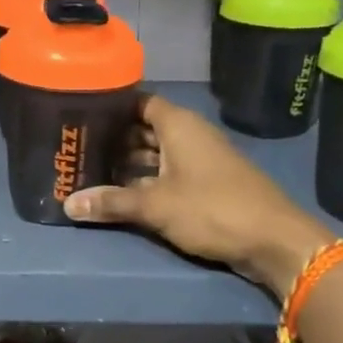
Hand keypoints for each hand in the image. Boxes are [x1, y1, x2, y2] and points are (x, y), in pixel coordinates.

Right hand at [64, 93, 333, 295]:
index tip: (80, 114)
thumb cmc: (212, 209)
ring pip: (157, 154)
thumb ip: (111, 202)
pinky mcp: (208, 184)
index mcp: (179, 125)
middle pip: (145, 129)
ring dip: (129, 163)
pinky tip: (124, 194)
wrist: (274, 241)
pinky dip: (147, 179)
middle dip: (114, 138)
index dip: (112, 106)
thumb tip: (67, 204)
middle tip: (78, 147)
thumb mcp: (155, 206)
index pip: (139, 101)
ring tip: (92, 171)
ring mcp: (201, 160)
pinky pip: (169, 173)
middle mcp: (190, 135)